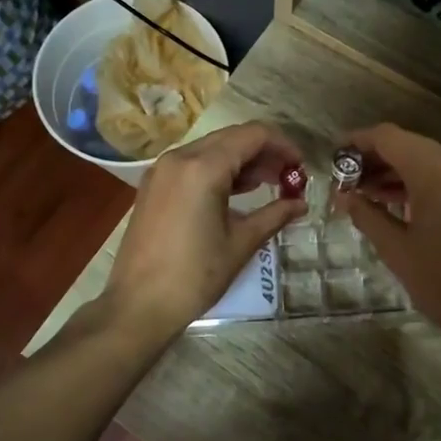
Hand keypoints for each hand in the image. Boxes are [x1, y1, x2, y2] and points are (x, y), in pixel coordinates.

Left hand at [104, 122, 306, 339]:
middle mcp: (179, 158)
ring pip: (211, 149)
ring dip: (242, 160)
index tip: (301, 166)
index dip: (283, 145)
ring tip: (269, 184)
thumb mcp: (240, 243)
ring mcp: (162, 170)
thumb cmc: (194, 276)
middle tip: (289, 176)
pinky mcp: (153, 185)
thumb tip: (301, 204)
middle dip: (264, 152)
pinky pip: (193, 164)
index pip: (253, 135)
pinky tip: (237, 192)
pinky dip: (218, 170)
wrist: (138, 305)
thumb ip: (274, 215)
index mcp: (203, 168)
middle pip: (232, 137)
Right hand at [334, 124, 440, 335]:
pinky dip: (422, 181)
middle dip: (377, 158)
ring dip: (399, 170)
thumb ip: (366, 213)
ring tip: (367, 192)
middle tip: (347, 179)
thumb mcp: (395, 247)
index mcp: (436, 170)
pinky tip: (400, 201)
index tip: (334, 155)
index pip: (389, 137)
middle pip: (410, 145)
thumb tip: (342, 196)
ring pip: (430, 159)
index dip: (358, 142)